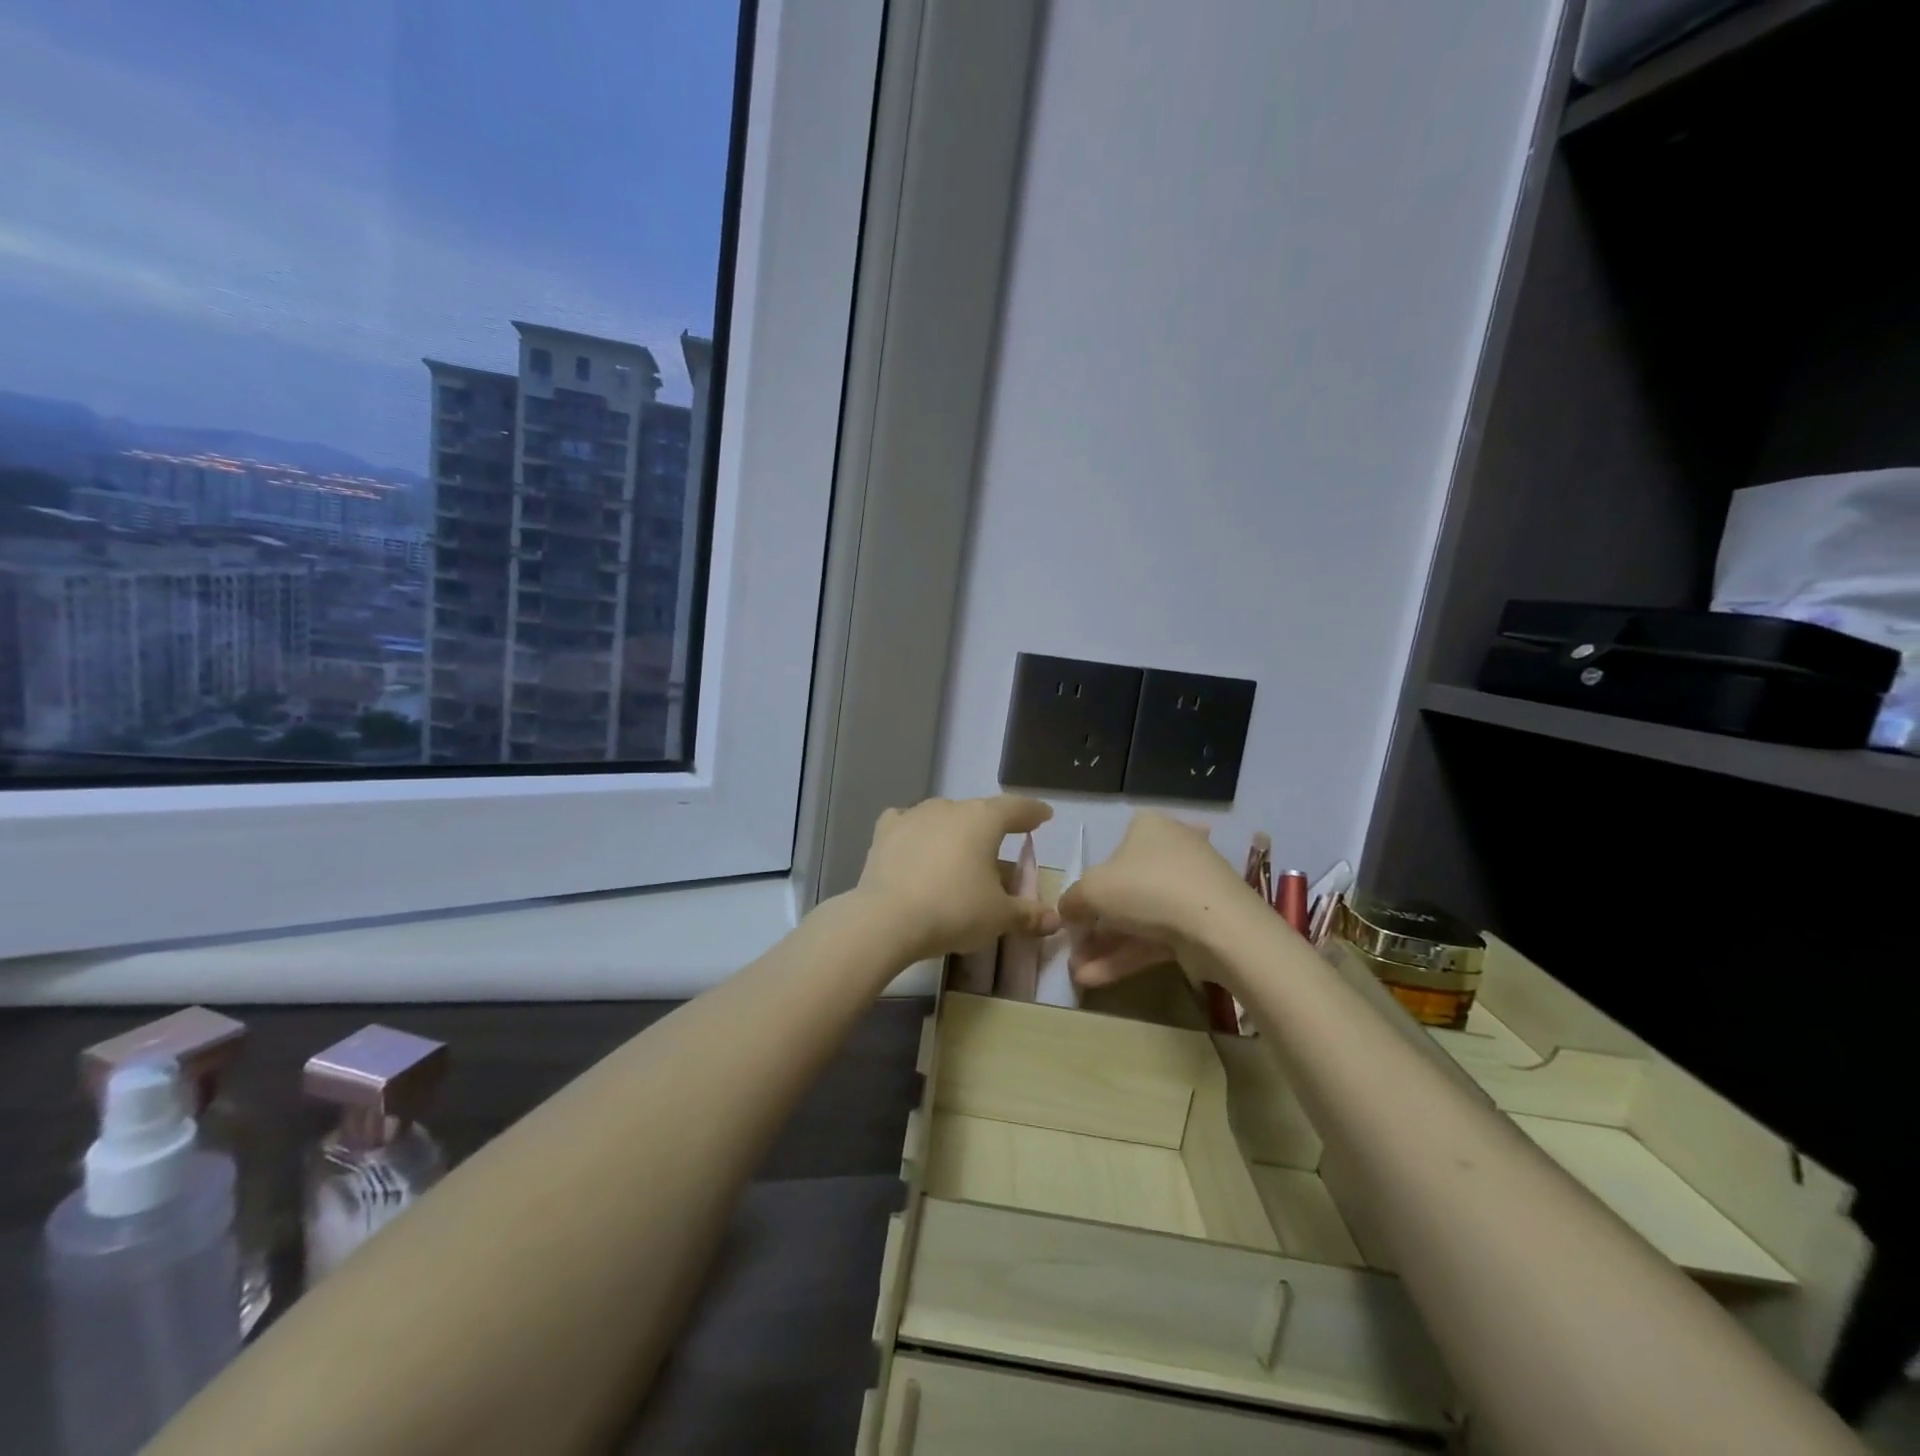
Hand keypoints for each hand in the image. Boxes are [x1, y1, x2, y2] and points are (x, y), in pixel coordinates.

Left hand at [851, 796, 1059, 961]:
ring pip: (944, 818)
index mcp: (983, 820)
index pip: (1016, 808)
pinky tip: (916, 846)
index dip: (1032, 812)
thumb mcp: (999, 917)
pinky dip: (918, 834)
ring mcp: (914, 815)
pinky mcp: (885, 832)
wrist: (887, 919)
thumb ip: (1028, 914)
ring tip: (960, 857)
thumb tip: (1055, 920)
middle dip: (992, 831)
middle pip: (979, 814)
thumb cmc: (954, 910)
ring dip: (955, 833)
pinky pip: (908, 825)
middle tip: (1000, 852)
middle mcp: (949, 808)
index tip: (1043, 815)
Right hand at [1058, 812, 1252, 986]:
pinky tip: (1096, 979)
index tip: (1073, 915)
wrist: (1218, 926)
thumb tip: (1066, 911)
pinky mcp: (1202, 923)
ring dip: (1106, 947)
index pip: (1111, 853)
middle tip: (1074, 950)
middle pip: (1124, 890)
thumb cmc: (1146, 888)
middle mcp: (1172, 851)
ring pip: (1139, 918)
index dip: (1088, 886)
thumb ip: (1072, 899)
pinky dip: (1127, 956)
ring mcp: (1190, 889)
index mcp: (1147, 828)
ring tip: (1077, 974)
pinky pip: (1157, 937)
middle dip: (1095, 926)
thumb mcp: (1092, 890)